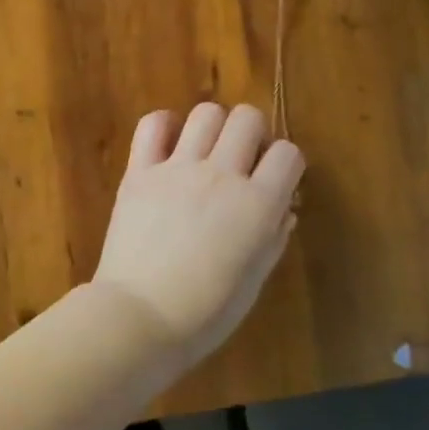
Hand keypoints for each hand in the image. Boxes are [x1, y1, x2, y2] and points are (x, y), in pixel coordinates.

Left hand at [92, 103, 304, 368]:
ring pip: (206, 113)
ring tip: (206, 151)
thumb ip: (272, 238)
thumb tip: (283, 209)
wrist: (139, 316)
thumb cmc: (205, 313)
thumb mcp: (253, 281)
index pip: (288, 154)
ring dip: (213, 127)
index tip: (275, 180)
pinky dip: (164, 125)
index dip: (286, 164)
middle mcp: (221, 175)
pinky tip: (168, 145)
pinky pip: (152, 124)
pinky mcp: (140, 170)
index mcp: (257, 205)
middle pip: (247, 119)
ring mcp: (177, 168)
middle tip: (242, 160)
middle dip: (253, 133)